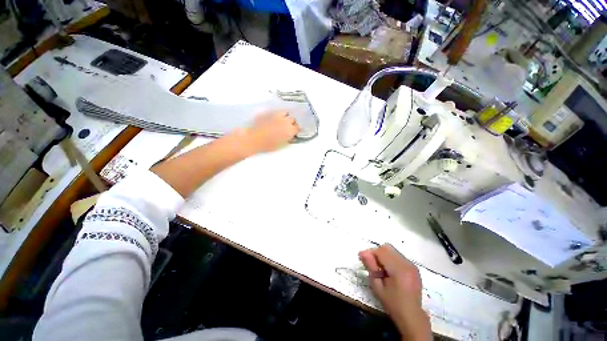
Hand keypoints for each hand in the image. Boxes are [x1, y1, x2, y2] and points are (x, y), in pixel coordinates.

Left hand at [237, 111, 299, 154]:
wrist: (254, 139)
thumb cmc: (268, 145)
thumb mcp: (282, 145)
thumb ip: (288, 139)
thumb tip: (290, 136)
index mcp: (290, 130)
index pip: (297, 127)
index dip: (295, 130)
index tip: (294, 131)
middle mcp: (285, 121)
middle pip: (292, 118)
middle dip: (291, 122)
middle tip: (288, 126)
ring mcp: (276, 115)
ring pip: (285, 112)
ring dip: (285, 116)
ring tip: (281, 120)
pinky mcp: (268, 112)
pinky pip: (275, 112)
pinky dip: (276, 115)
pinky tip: (272, 120)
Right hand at [359, 244, 430, 340]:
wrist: (412, 316)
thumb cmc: (392, 303)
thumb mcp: (378, 287)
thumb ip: (371, 267)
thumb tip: (363, 253)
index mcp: (399, 269)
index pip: (381, 251)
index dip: (370, 252)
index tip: (361, 257)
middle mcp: (407, 264)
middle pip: (387, 248)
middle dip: (376, 252)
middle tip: (370, 262)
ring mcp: (412, 265)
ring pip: (392, 251)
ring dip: (383, 255)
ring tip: (379, 267)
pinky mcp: (413, 267)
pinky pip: (398, 256)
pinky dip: (390, 259)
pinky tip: (388, 270)